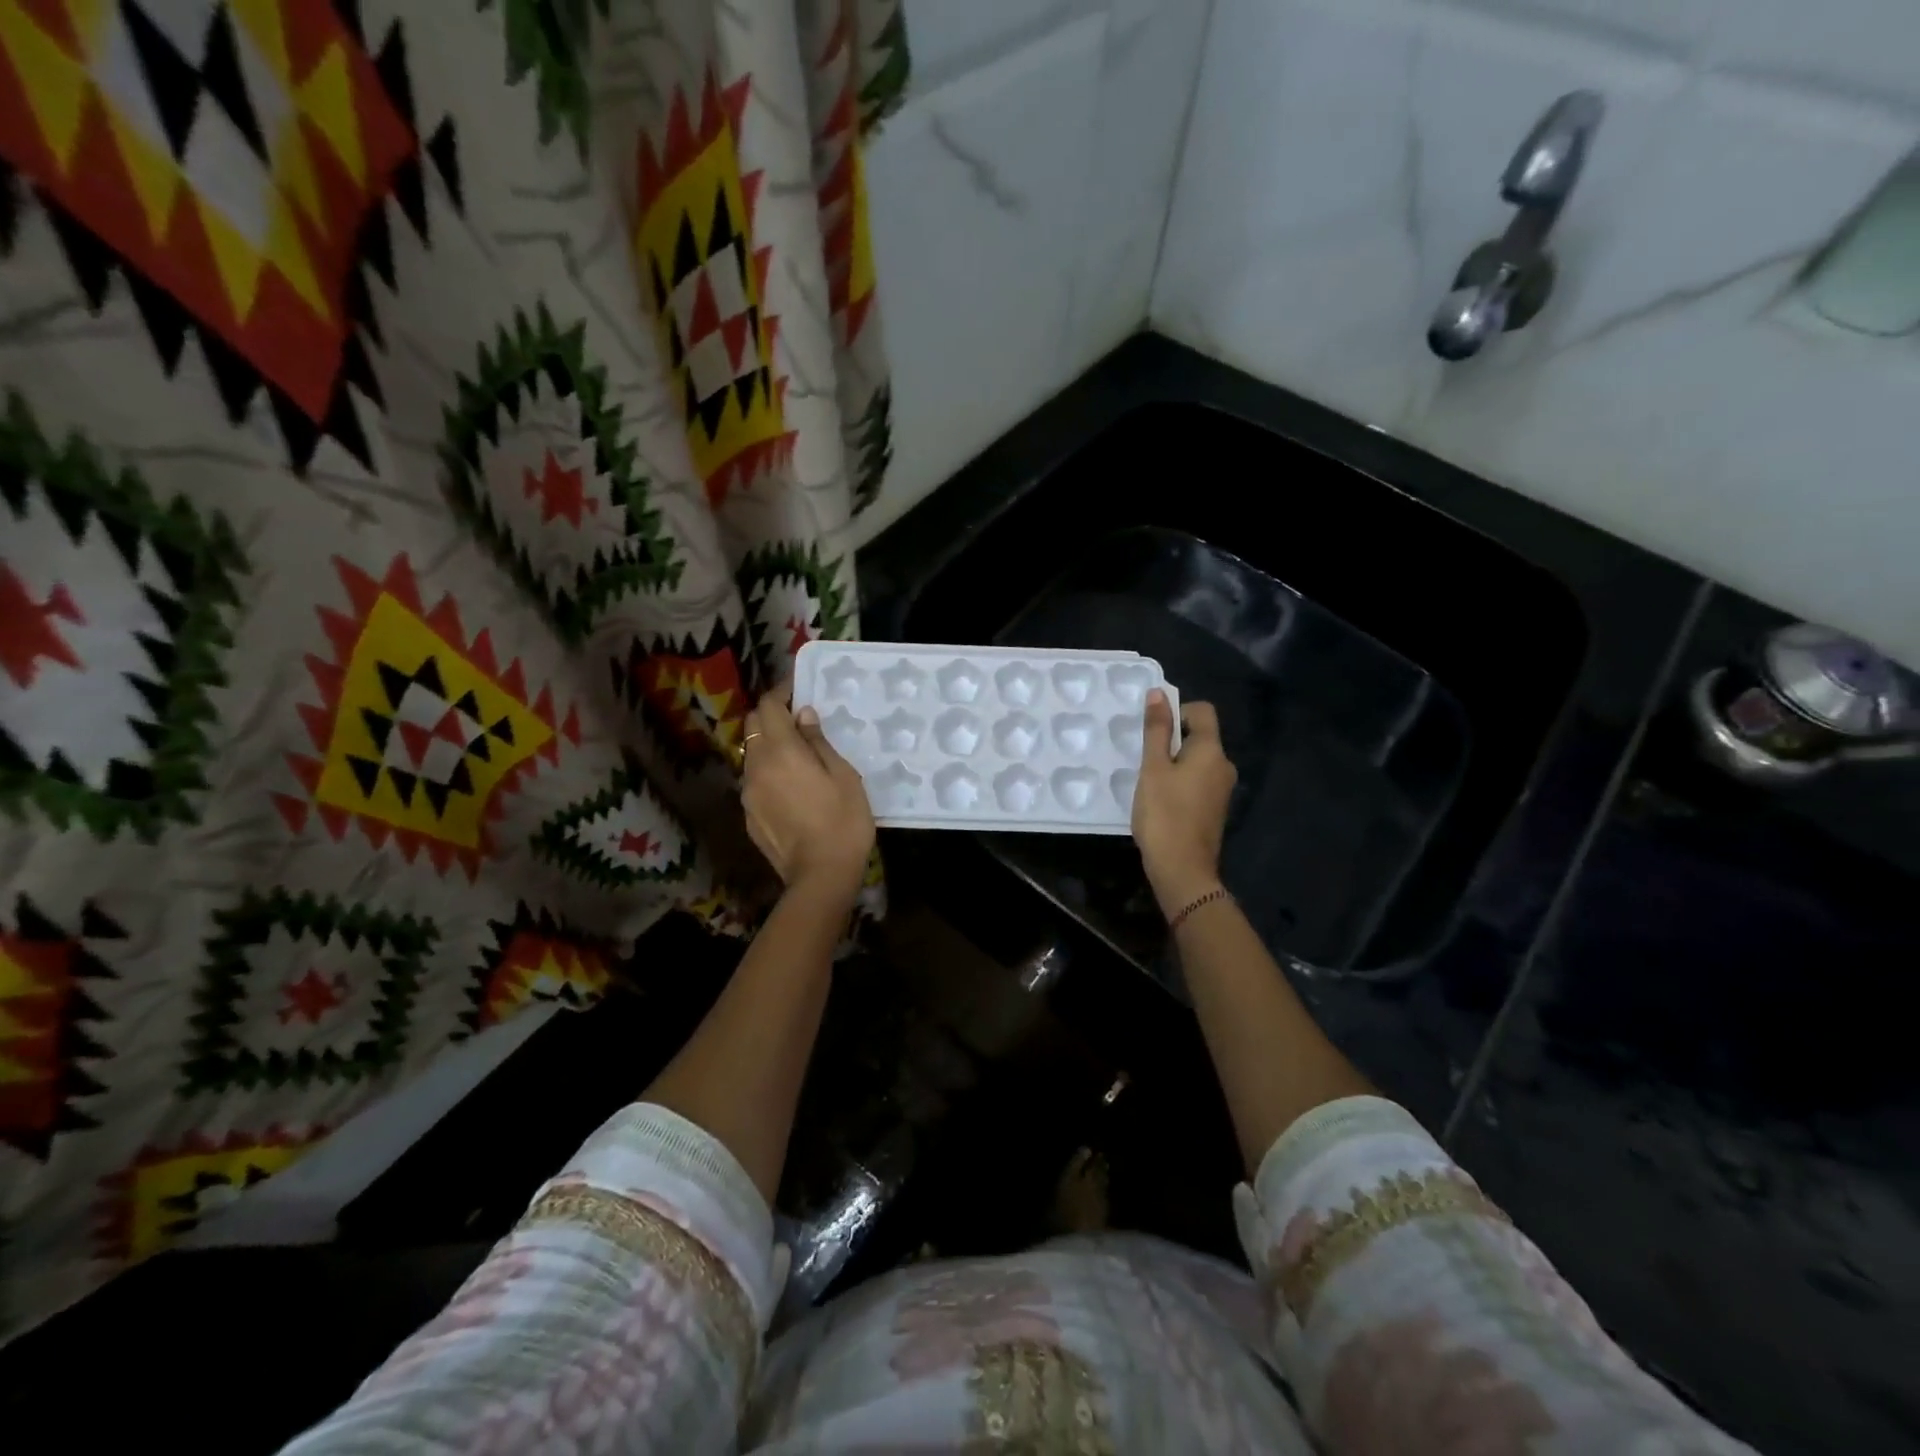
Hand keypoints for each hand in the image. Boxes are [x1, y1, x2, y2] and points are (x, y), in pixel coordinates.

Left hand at [741, 682, 874, 900]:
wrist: (820, 876)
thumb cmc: (843, 821)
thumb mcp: (843, 776)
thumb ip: (818, 742)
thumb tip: (803, 716)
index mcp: (782, 751)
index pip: (768, 707)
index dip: (780, 693)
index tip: (797, 690)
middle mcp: (756, 766)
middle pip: (752, 726)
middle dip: (771, 715)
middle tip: (798, 720)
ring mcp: (748, 793)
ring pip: (751, 753)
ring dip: (768, 744)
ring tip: (796, 754)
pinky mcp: (749, 815)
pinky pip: (754, 780)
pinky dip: (767, 771)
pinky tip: (790, 786)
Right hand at [1132, 690, 1235, 917]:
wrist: (1182, 870)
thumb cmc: (1164, 814)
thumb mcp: (1152, 768)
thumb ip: (1156, 730)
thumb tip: (1158, 694)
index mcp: (1212, 751)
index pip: (1202, 711)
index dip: (1177, 711)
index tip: (1152, 731)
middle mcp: (1224, 765)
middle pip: (1200, 736)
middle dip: (1172, 740)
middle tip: (1144, 759)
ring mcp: (1222, 789)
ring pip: (1197, 761)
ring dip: (1173, 763)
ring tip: (1149, 782)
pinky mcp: (1215, 809)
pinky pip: (1197, 781)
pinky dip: (1179, 782)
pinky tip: (1160, 801)